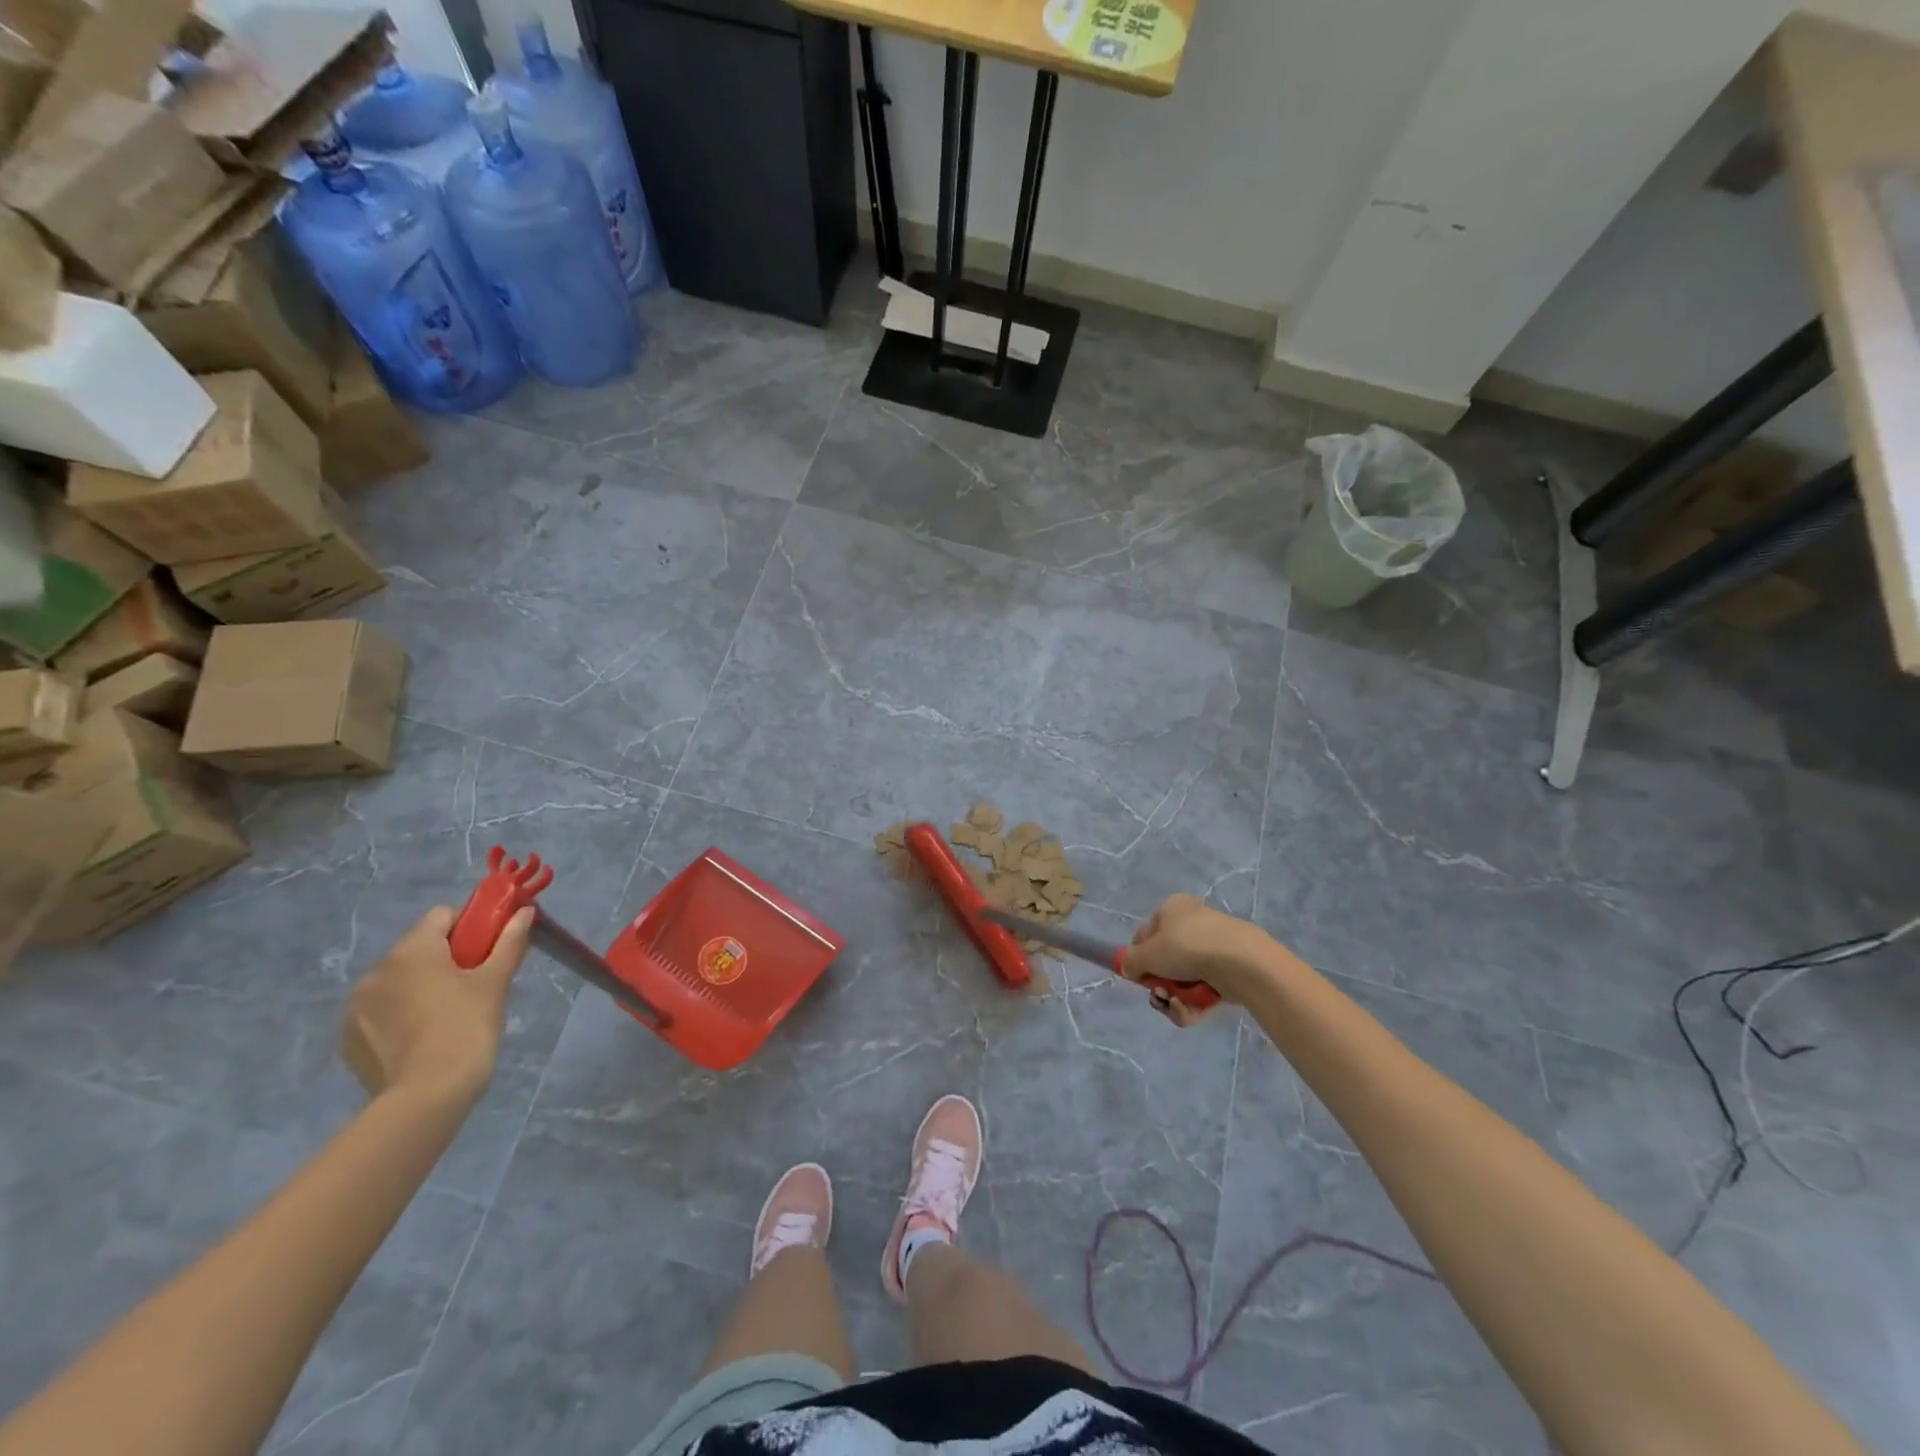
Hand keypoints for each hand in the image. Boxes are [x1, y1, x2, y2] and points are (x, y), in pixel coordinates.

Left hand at [340, 905, 534, 1106]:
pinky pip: (380, 1010)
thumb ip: (509, 940)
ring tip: (445, 1015)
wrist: (427, 1095)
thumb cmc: (467, 1027)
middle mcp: (376, 970)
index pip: (442, 916)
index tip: (487, 950)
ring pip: (397, 979)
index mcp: (412, 951)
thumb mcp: (496, 981)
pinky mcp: (348, 1037)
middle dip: (444, 958)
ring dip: (419, 986)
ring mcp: (356, 1005)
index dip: (470, 926)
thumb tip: (524, 911)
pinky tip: (421, 1037)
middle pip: (418, 948)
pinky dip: (400, 1014)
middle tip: (472, 985)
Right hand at [1120, 893, 1277, 1026]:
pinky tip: (1192, 1010)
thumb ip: (1130, 962)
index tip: (1139, 975)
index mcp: (1173, 908)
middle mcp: (1193, 923)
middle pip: (1165, 961)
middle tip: (1159, 994)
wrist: (1240, 963)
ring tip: (1178, 1006)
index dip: (1139, 957)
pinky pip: (1202, 991)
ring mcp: (1213, 949)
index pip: (1146, 934)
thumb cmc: (1186, 947)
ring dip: (1175, 998)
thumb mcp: (1147, 954)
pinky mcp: (1229, 973)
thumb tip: (1129, 968)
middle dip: (1160, 984)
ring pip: (1183, 980)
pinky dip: (1194, 1004)